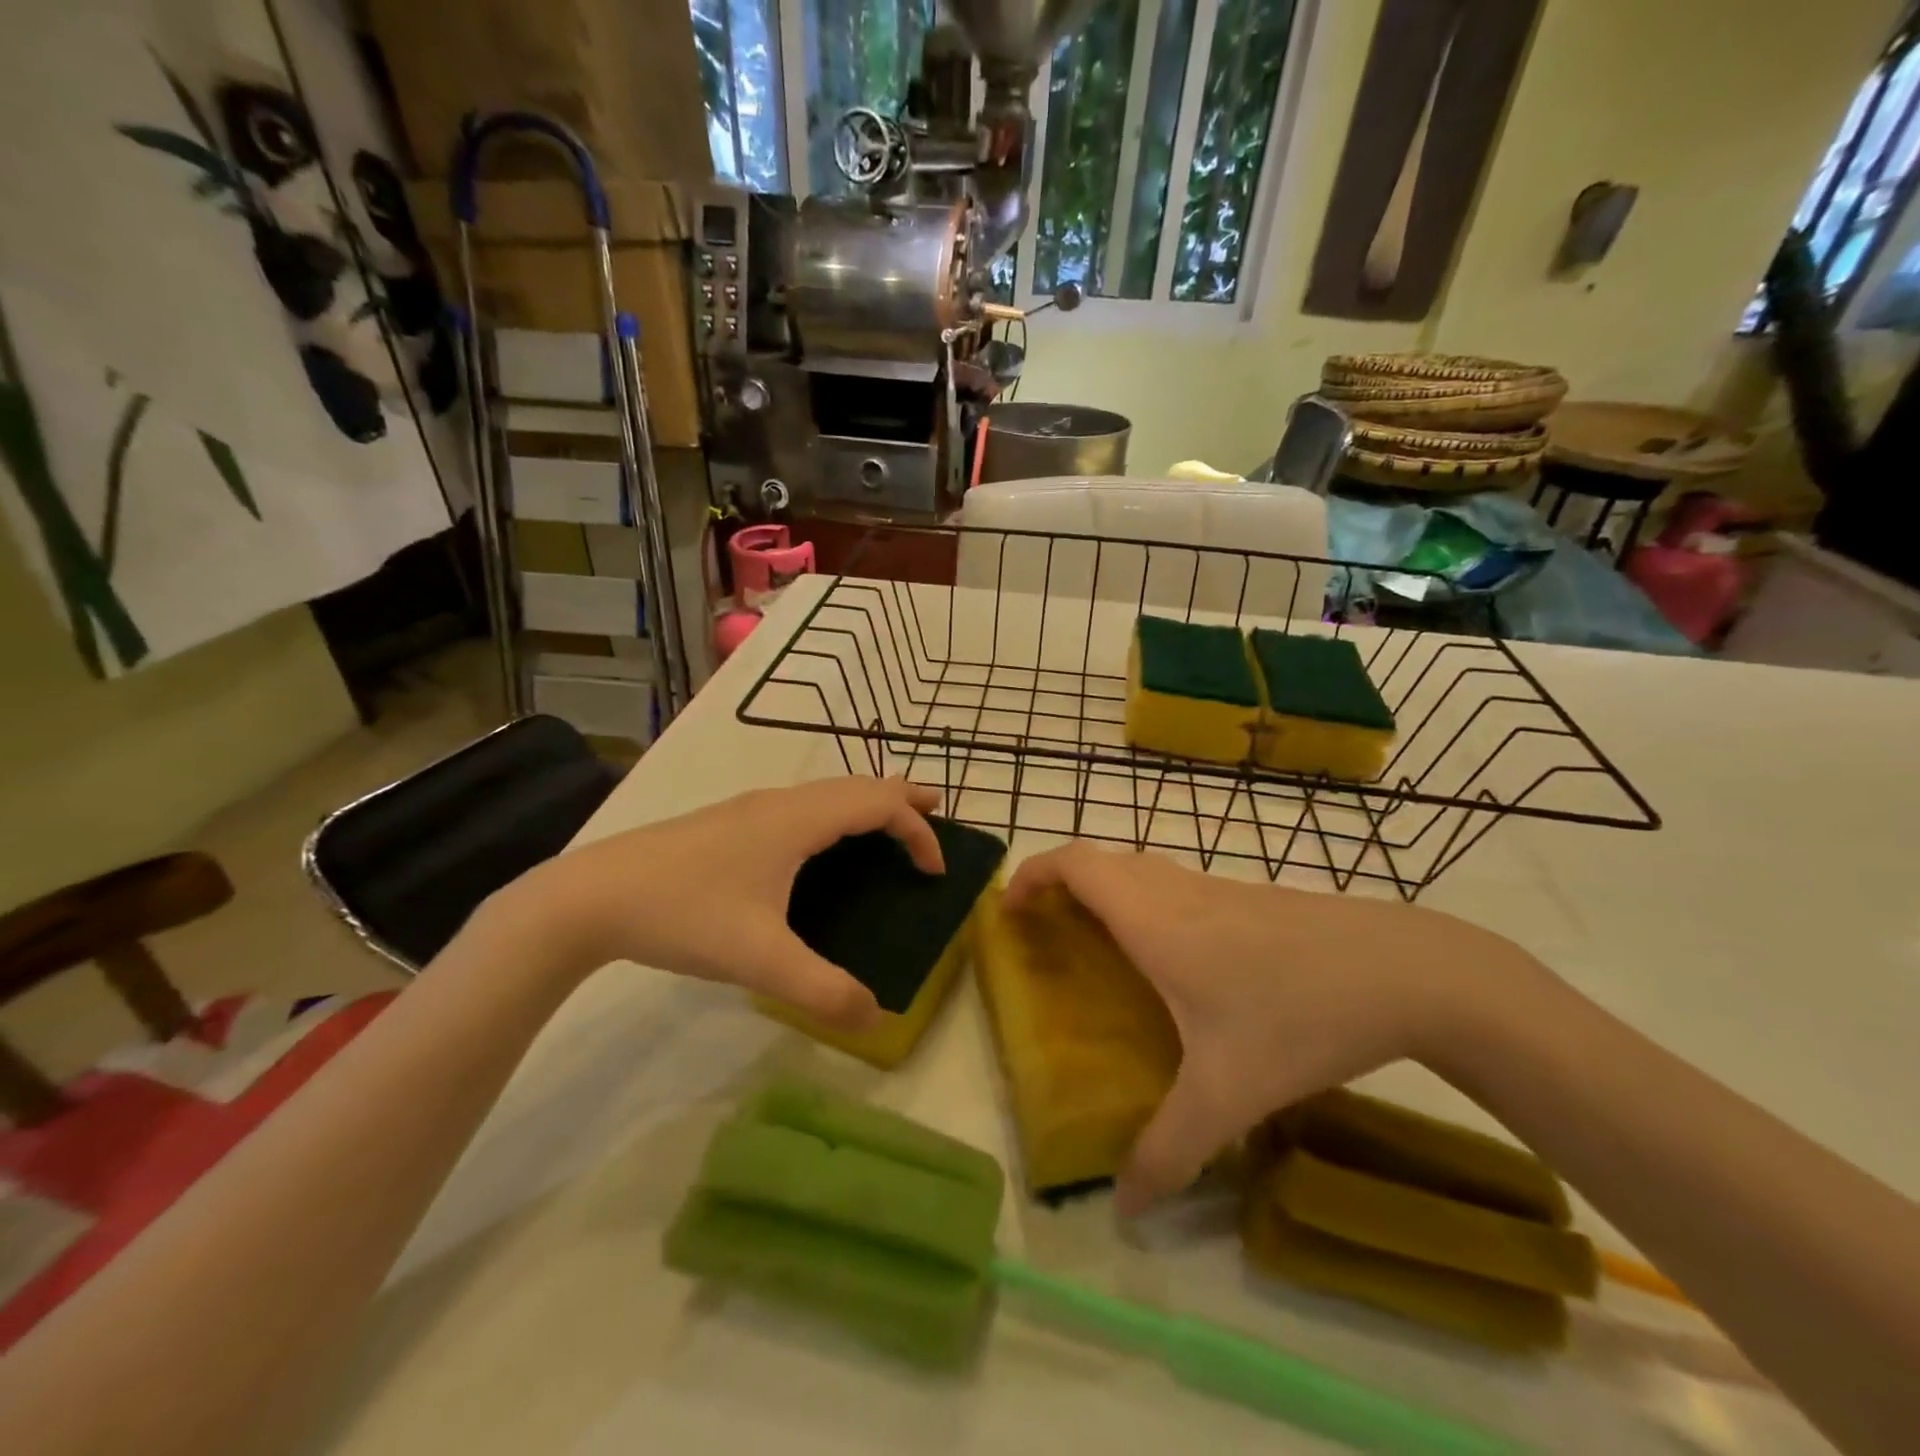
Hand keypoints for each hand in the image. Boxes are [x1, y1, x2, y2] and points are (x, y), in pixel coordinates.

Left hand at [504, 777, 943, 1030]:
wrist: (591, 896)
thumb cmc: (683, 914)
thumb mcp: (758, 960)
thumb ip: (821, 990)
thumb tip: (877, 1017)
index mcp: (798, 821)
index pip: (878, 805)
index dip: (917, 831)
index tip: (935, 871)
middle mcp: (781, 802)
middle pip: (857, 784)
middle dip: (902, 797)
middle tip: (936, 813)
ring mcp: (751, 807)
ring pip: (827, 791)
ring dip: (866, 801)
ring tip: (888, 824)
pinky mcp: (728, 822)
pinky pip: (803, 804)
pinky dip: (835, 812)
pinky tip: (819, 845)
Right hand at [1004, 844, 1528, 1213]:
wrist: (1407, 970)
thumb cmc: (1300, 1016)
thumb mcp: (1229, 1094)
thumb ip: (1170, 1151)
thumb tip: (1125, 1208)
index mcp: (1153, 919)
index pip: (1075, 864)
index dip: (1032, 875)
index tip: (1009, 911)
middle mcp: (1177, 892)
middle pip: (1101, 861)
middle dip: (1060, 885)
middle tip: (1045, 932)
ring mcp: (1218, 888)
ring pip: (1140, 870)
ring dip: (1104, 891)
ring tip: (1096, 944)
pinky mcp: (1251, 897)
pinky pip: (1173, 886)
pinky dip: (1144, 901)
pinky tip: (1172, 960)